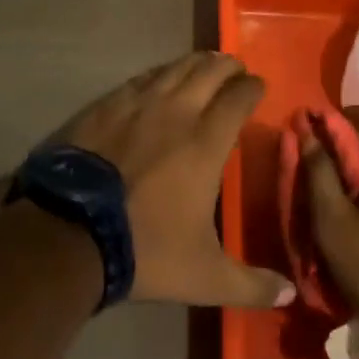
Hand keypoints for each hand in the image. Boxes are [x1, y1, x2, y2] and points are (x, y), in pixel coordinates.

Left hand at [59, 52, 293, 309]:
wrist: (69, 232)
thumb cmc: (145, 248)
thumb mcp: (204, 276)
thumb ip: (250, 284)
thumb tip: (289, 295)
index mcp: (206, 141)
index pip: (239, 97)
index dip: (253, 87)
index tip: (259, 87)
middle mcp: (177, 110)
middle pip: (210, 70)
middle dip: (228, 66)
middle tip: (236, 71)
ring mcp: (138, 102)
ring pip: (176, 67)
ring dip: (196, 63)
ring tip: (205, 65)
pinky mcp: (107, 104)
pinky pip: (142, 78)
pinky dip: (159, 73)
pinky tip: (159, 79)